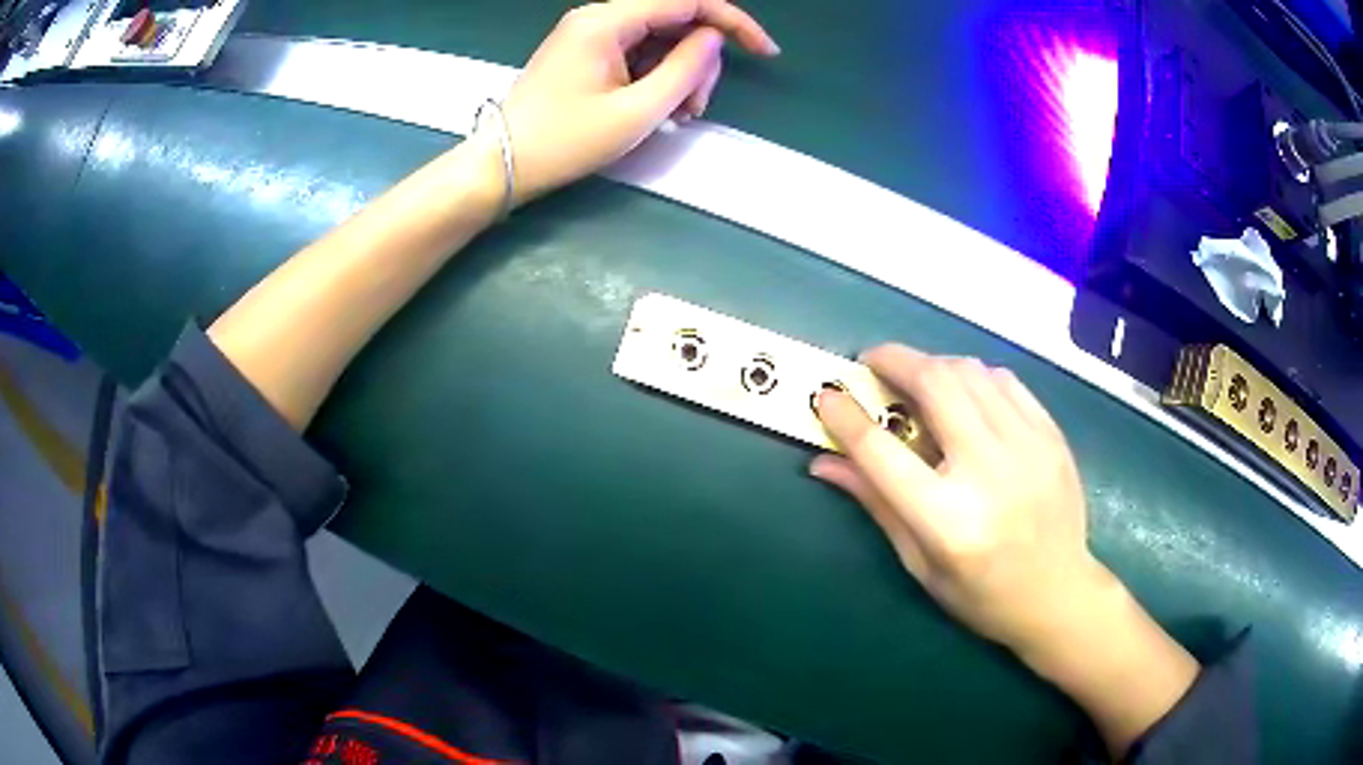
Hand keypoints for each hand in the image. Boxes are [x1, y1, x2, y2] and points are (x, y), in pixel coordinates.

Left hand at [499, 0, 778, 203]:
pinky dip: (657, 76)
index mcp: (607, 21)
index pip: (687, 0)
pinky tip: (660, 108)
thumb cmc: (565, 142)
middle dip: (699, 60)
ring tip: (678, 116)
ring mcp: (590, 33)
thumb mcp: (637, 111)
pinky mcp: (586, 51)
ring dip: (680, 73)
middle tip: (696, 107)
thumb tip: (714, 38)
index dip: (733, 22)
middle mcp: (599, 16)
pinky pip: (637, 51)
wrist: (502, 165)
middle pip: (675, 20)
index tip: (765, 52)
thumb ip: (685, 69)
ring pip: (659, 38)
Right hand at [811, 345, 1104, 653]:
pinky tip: (964, 394)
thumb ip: (875, 503)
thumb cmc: (981, 593)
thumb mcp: (919, 562)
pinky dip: (974, 376)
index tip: (826, 394)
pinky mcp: (1051, 435)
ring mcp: (1028, 447)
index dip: (846, 417)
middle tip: (872, 363)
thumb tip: (823, 462)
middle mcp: (989, 472)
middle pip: (935, 385)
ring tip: (917, 380)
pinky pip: (1005, 381)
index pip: (883, 452)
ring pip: (971, 372)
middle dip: (894, 361)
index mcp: (948, 520)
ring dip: (933, 365)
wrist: (1058, 594)